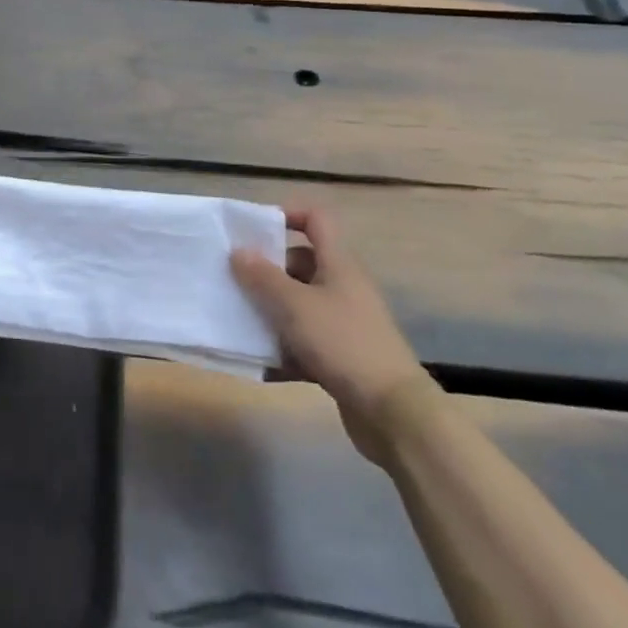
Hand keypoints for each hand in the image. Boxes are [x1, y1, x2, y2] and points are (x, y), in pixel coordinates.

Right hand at [231, 207, 431, 463]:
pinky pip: (304, 341)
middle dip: (267, 269)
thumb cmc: (343, 343)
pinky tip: (258, 361)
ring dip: (270, 309)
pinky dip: (282, 347)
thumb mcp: (295, 305)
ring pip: (299, 304)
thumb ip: (263, 277)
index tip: (254, 229)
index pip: (316, 220)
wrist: (393, 413)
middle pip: (301, 263)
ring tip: (237, 317)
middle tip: (234, 278)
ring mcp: (343, 323)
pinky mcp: (341, 357)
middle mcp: (343, 287)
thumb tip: (239, 251)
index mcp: (338, 264)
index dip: (288, 214)